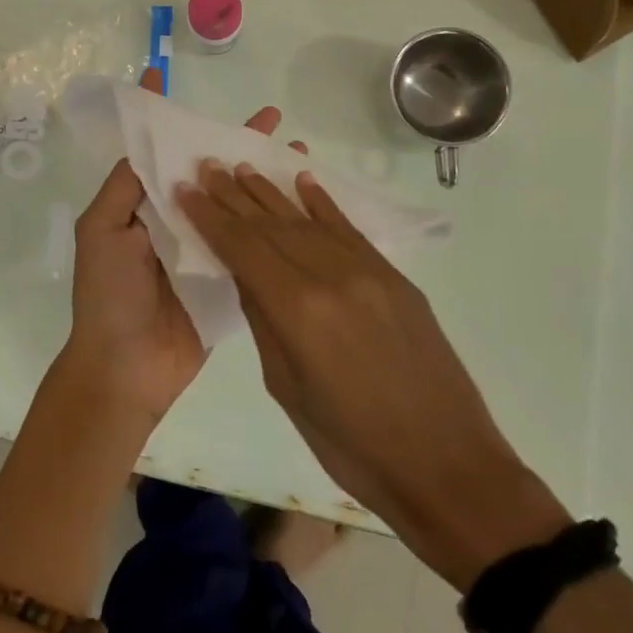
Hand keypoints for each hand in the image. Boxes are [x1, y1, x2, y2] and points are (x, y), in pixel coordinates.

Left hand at [66, 69, 300, 420]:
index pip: (158, 152)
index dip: (166, 118)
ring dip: (264, 177)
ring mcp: (204, 250)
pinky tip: (301, 204)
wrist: (126, 370)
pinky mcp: (227, 279)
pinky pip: (250, 244)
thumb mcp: (100, 231)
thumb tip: (147, 144)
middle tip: (275, 118)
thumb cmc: (107, 295)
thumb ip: (124, 187)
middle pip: (209, 172)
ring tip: (299, 153)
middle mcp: (175, 220)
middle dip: (237, 143)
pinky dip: (273, 222)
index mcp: (143, 205)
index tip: (170, 77)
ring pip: (236, 203)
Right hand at [175, 162, 570, 588]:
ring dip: (272, 192)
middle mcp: (332, 276)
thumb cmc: (353, 446)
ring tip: (243, 167)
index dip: (211, 217)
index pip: (243, 247)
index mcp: (298, 310)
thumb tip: (247, 275)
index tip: (186, 189)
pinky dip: (324, 204)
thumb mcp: (287, 389)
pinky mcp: (395, 278)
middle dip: (234, 195)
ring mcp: (369, 272)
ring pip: (309, 220)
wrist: (447, 465)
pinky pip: (350, 230)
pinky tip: (304, 181)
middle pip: (272, 225)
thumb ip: (264, 322)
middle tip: (207, 167)